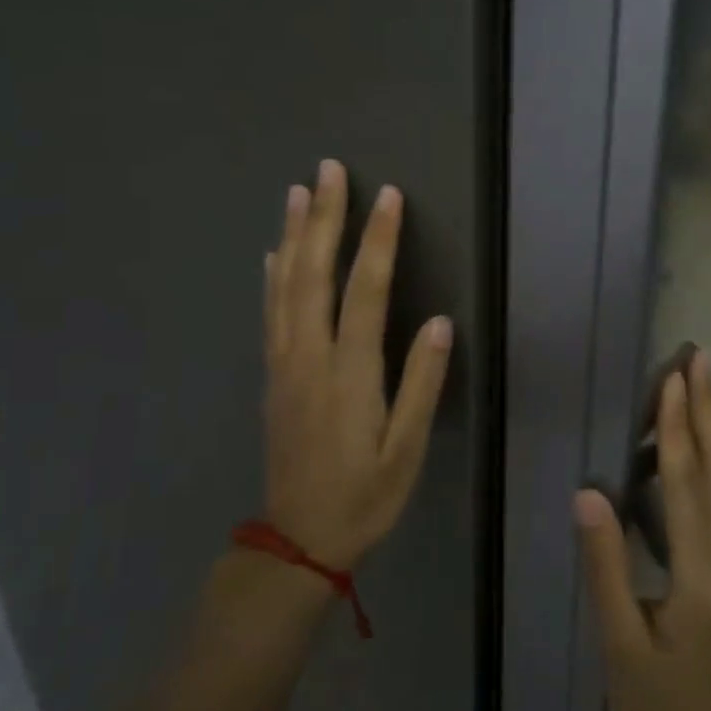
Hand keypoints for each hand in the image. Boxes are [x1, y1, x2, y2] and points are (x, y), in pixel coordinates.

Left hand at [263, 159, 452, 569]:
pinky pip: (270, 312)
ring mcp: (285, 364)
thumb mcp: (406, 450)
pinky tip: (274, 251)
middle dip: (324, 218)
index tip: (388, 196)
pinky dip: (272, 275)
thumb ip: (421, 384)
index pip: (365, 291)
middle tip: (328, 170)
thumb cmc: (364, 496)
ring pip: (285, 286)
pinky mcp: (273, 376)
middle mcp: (310, 357)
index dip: (377, 240)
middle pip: (313, 274)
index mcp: (349, 373)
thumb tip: (440, 322)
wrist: (297, 540)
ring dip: (293, 234)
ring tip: (298, 192)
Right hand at [574, 352, 710, 710]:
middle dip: (710, 408)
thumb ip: (606, 565)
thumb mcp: (619, 642)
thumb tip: (588, 495)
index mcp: (701, 576)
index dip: (677, 426)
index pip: (686, 483)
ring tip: (708, 383)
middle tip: (699, 358)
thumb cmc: (657, 704)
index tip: (672, 379)